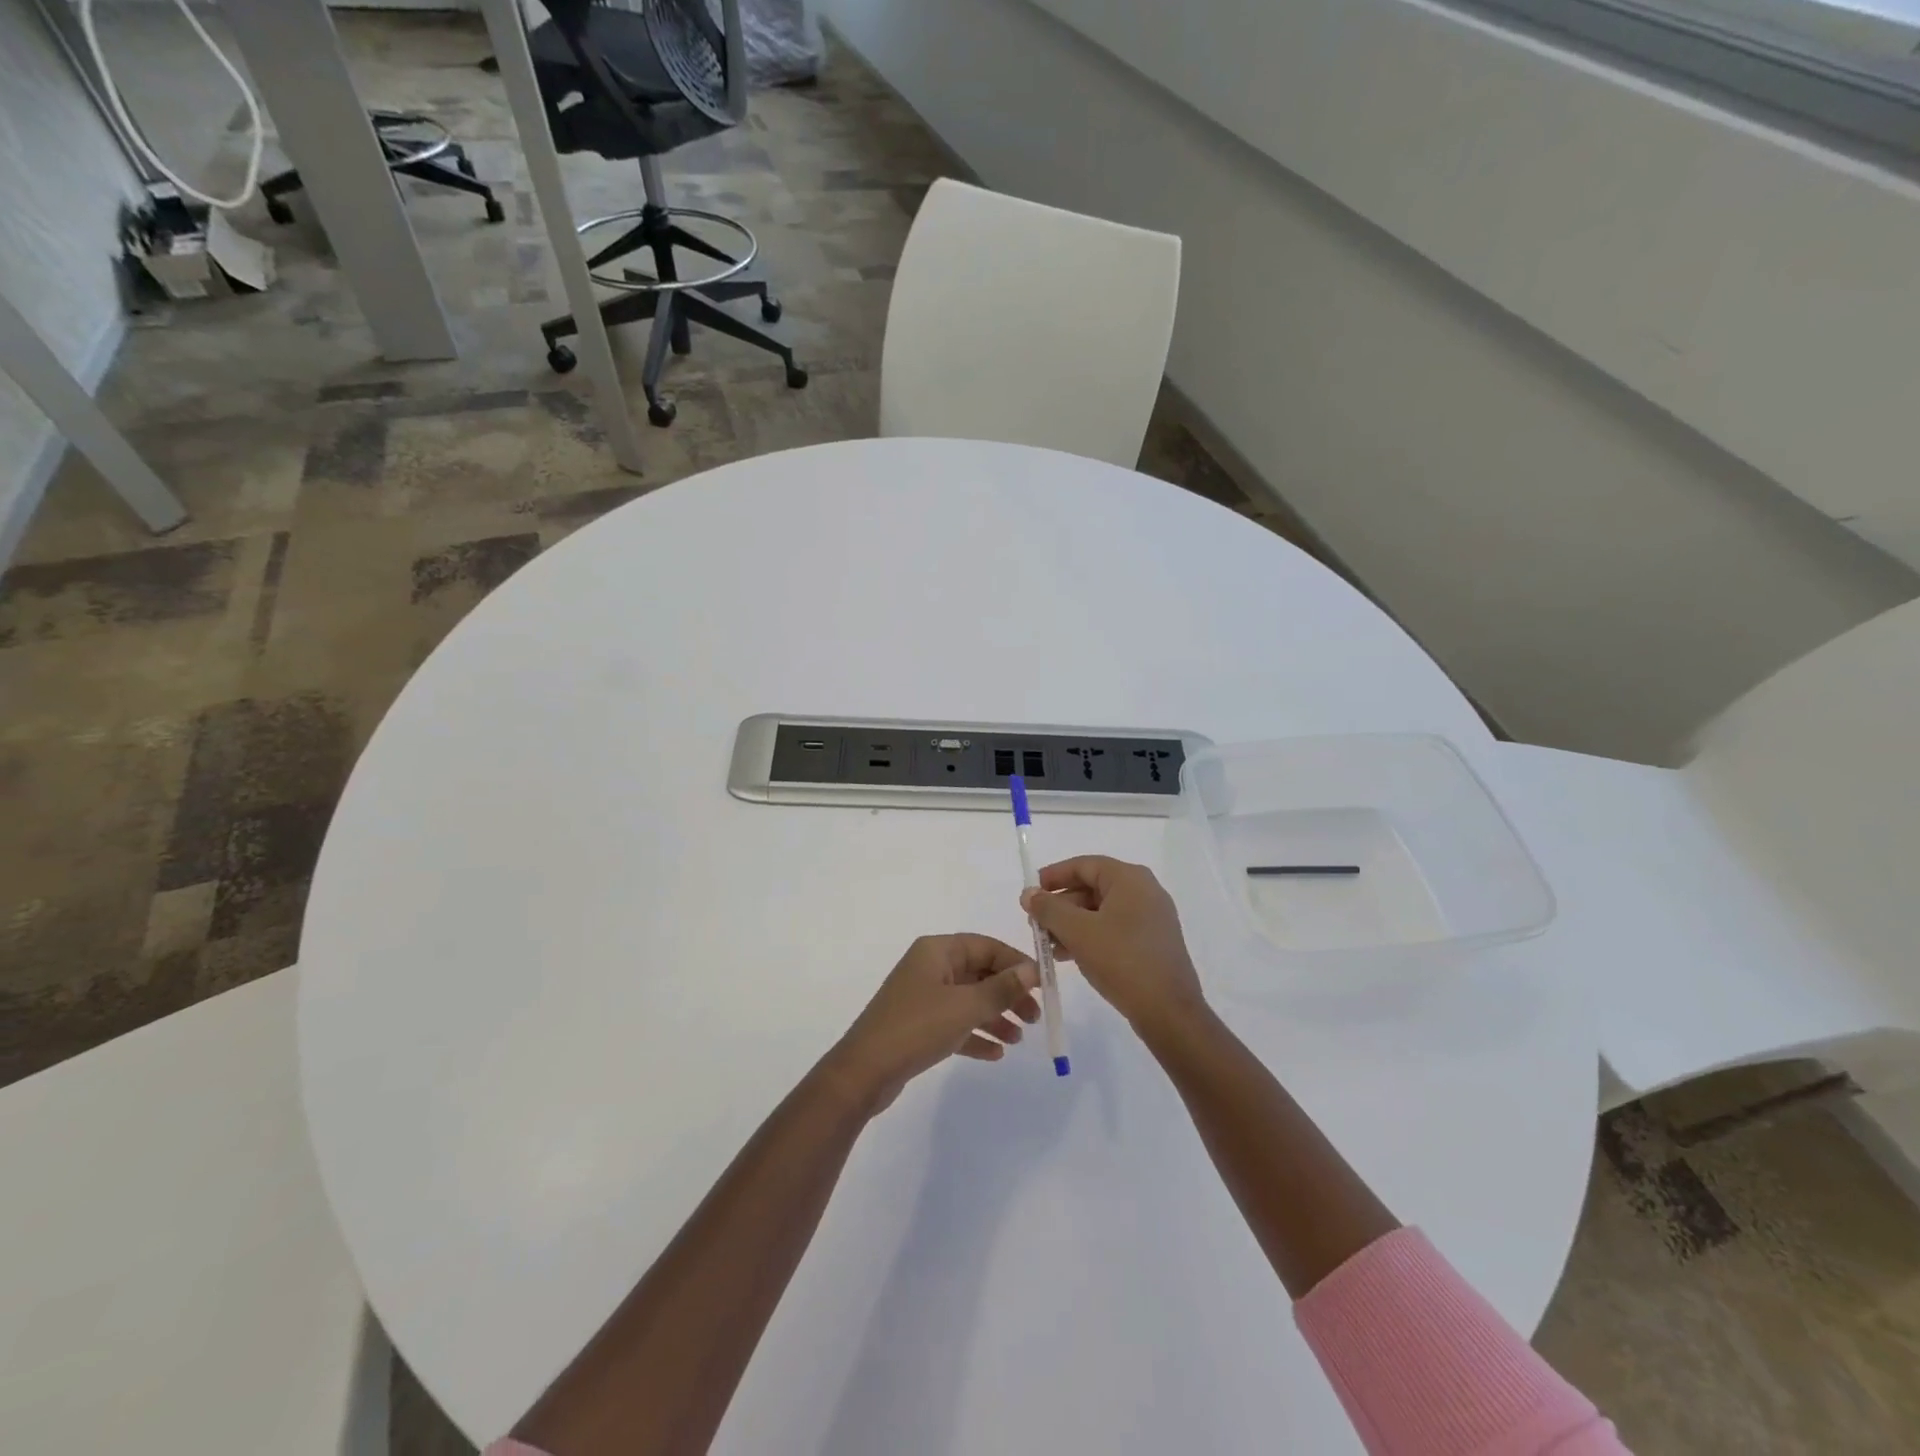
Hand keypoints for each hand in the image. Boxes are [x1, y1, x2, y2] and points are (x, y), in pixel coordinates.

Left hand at [827, 934, 1041, 1112]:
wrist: (864, 1072)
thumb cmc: (917, 1028)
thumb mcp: (965, 1007)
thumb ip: (1001, 989)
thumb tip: (1031, 970)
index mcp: (937, 951)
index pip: (985, 946)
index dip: (1015, 963)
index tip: (1042, 985)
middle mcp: (930, 967)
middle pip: (979, 973)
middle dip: (1008, 994)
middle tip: (1034, 1017)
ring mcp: (923, 997)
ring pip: (969, 1000)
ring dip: (995, 1017)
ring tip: (1018, 1040)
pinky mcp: (919, 1025)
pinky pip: (955, 1023)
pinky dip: (975, 1035)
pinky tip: (995, 1055)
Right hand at [1022, 856, 1205, 1034]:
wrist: (1168, 1011)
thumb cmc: (1121, 961)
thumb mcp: (1078, 932)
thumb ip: (1049, 908)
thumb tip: (1028, 893)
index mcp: (1130, 879)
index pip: (1084, 865)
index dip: (1054, 876)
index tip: (1030, 891)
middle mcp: (1144, 891)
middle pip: (1092, 887)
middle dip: (1060, 905)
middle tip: (1036, 924)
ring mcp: (1151, 917)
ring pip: (1101, 911)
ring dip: (1072, 924)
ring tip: (1048, 945)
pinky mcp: (1152, 942)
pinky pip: (1114, 928)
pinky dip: (1090, 936)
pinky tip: (1070, 956)